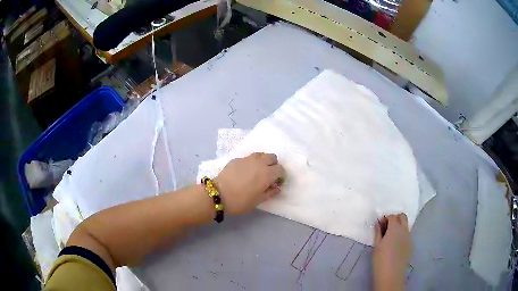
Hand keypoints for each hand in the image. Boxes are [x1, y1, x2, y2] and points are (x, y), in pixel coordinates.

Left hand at [214, 153, 285, 214]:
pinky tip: (245, 171)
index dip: (281, 175)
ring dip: (263, 161)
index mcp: (267, 173)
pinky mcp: (237, 159)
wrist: (218, 194)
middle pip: (272, 157)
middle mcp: (259, 163)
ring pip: (261, 154)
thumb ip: (270, 192)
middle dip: (274, 165)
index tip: (277, 182)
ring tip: (258, 171)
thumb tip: (277, 187)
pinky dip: (251, 162)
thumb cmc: (240, 201)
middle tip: (269, 175)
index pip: (280, 169)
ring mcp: (247, 159)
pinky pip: (249, 157)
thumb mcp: (258, 201)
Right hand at [373, 213, 411, 290]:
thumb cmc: (381, 259)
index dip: (386, 217)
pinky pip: (407, 233)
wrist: (391, 273)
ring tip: (390, 236)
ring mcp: (409, 236)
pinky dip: (402, 233)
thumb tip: (378, 222)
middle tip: (386, 226)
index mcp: (395, 228)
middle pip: (402, 216)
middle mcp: (404, 229)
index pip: (392, 216)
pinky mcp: (410, 244)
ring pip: (406, 225)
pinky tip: (395, 243)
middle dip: (395, 218)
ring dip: (399, 225)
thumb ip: (378, 232)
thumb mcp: (377, 245)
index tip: (380, 223)